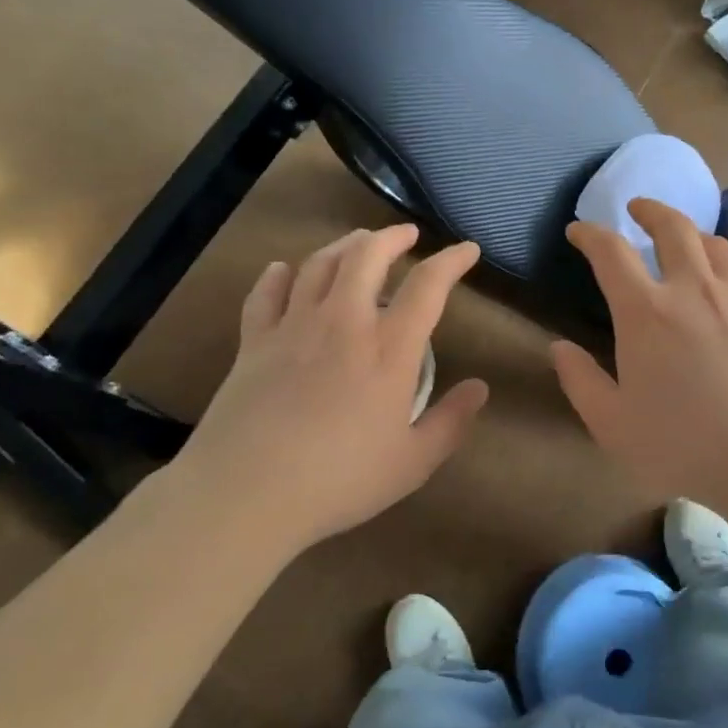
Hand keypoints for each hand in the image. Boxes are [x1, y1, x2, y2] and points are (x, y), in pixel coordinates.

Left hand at [174, 225, 488, 557]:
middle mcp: (343, 322)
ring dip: (343, 246)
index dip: (452, 261)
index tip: (467, 250)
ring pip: (319, 264)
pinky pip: (266, 293)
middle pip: (367, 256)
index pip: (428, 286)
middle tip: (407, 235)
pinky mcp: (254, 342)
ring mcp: (294, 327)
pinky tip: (284, 270)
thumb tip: (479, 387)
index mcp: (389, 349)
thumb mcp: (413, 461)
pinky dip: (279, 275)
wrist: (247, 492)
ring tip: (357, 244)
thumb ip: (451, 421)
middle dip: (392, 237)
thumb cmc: (340, 480)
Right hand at [551, 199, 727, 503]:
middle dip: (650, 210)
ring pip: (716, 246)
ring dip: (693, 234)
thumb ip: (580, 381)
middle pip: (673, 227)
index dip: (590, 233)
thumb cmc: (683, 445)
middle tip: (637, 208)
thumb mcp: (612, 424)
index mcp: (646, 312)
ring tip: (684, 241)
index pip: (610, 251)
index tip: (578, 230)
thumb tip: (559, 347)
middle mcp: (693, 291)